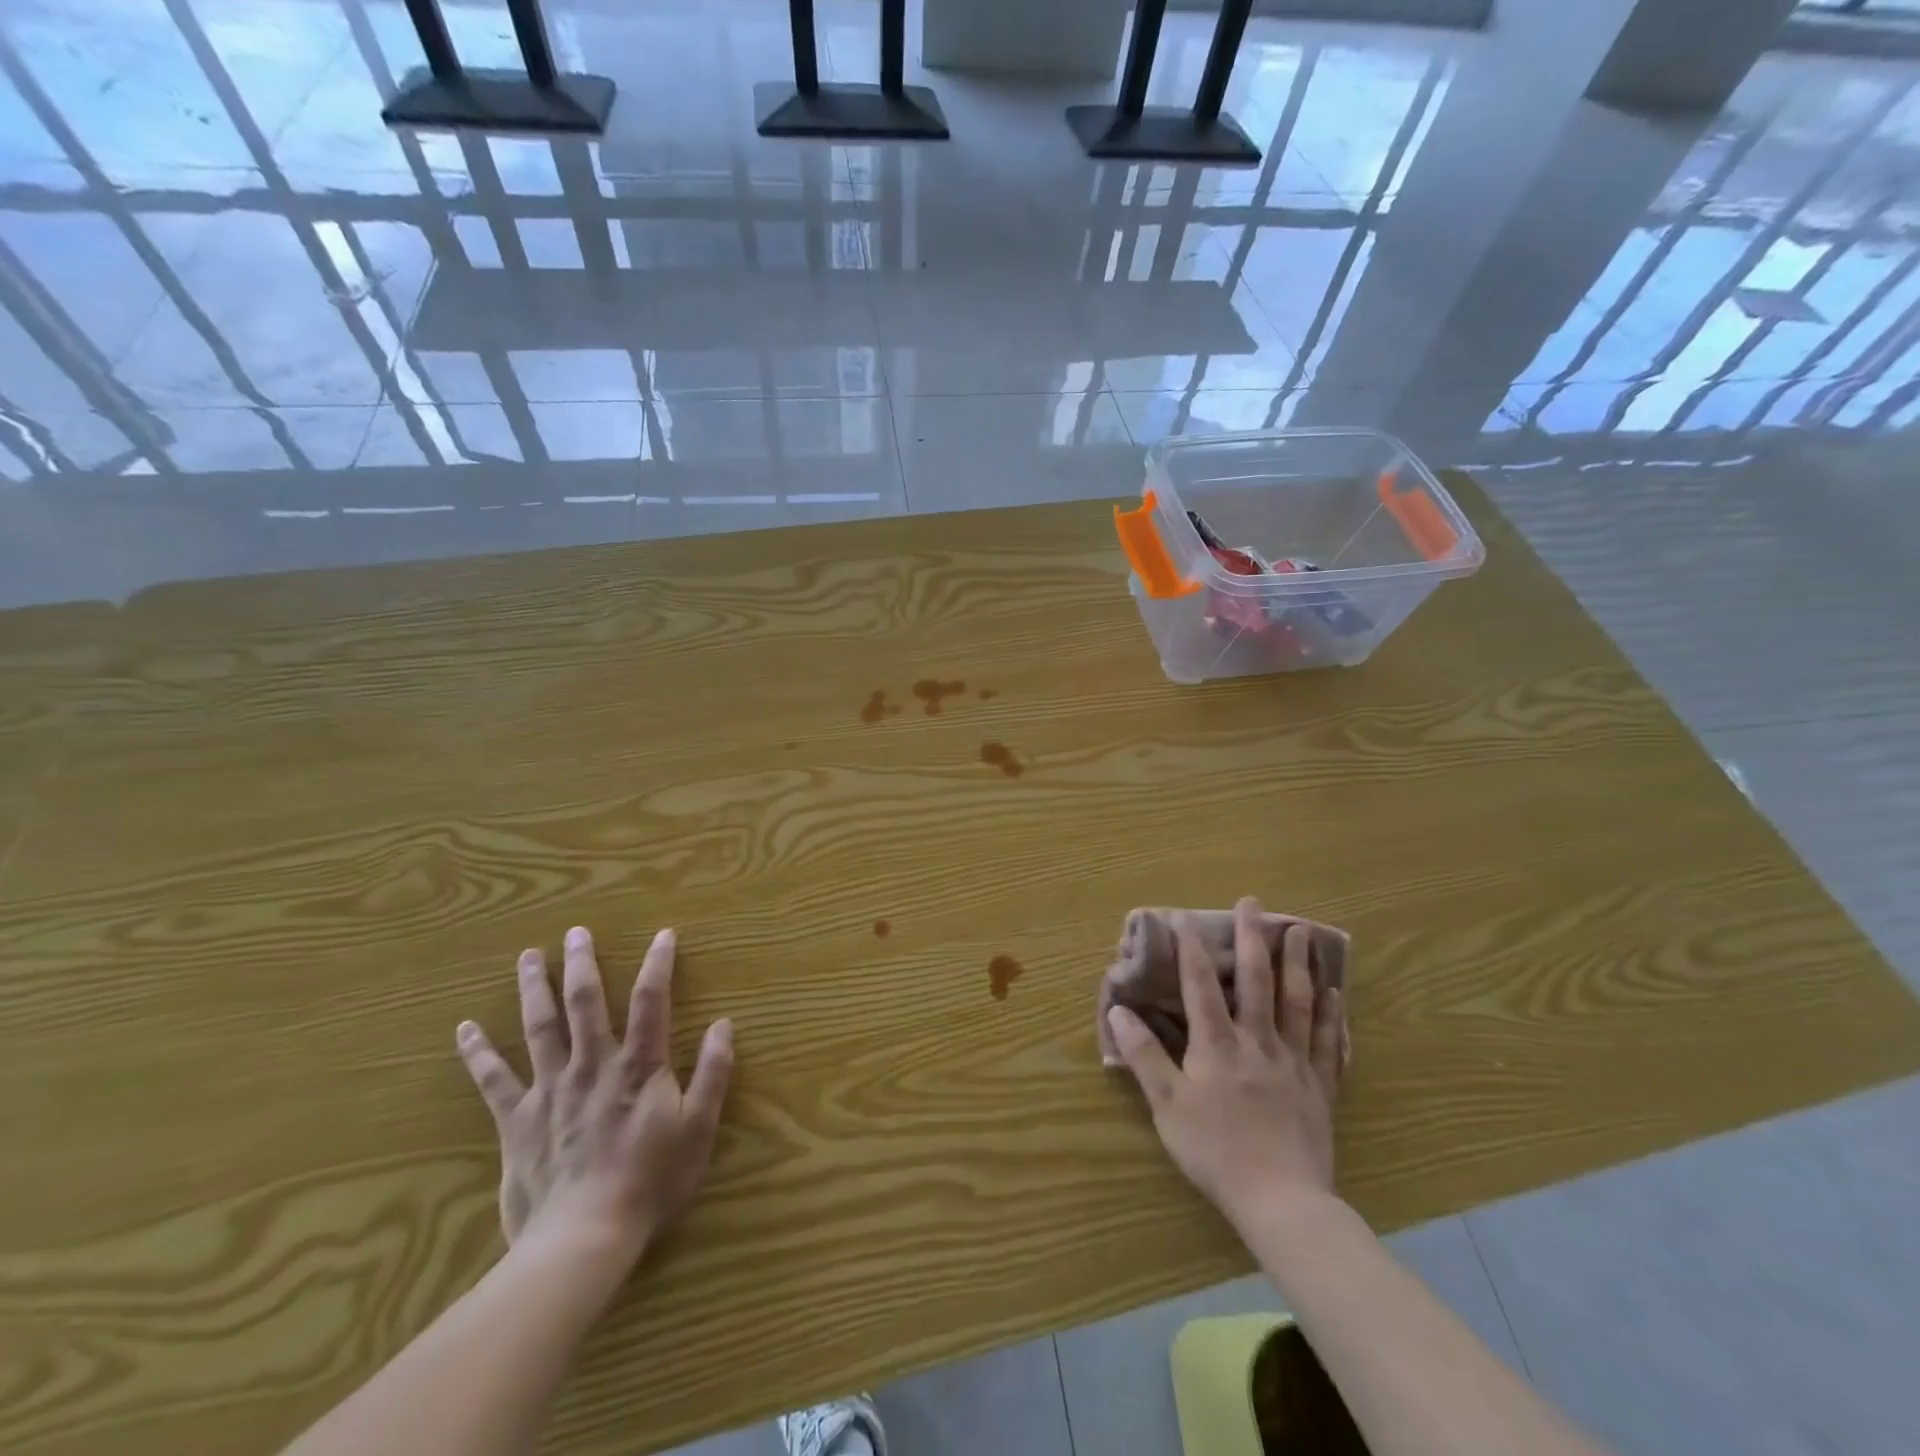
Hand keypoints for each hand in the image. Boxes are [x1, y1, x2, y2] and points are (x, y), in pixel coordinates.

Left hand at [456, 925, 733, 1269]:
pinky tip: (465, 1029)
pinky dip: (478, 1054)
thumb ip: (712, 1074)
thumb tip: (724, 1025)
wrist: (584, 1239)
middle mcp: (592, 1066)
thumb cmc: (651, 1182)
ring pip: (540, 1028)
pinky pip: (494, 1081)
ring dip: (535, 989)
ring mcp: (550, 1090)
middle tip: (576, 932)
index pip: (651, 1001)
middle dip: (583, 964)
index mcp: (638, 1066)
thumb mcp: (699, 1128)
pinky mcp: (518, 1121)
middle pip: (586, 1003)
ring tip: (529, 956)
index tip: (664, 934)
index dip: (658, 964)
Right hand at [1106, 897, 1346, 1234]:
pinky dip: (1332, 1015)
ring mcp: (1294, 1062)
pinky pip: (1329, 1042)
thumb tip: (1119, 1010)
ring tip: (1299, 930)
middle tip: (1254, 903)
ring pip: (1299, 1002)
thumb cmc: (1216, 1152)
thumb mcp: (1167, 1105)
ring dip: (1298, 963)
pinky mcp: (1321, 1086)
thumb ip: (1144, 1056)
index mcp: (1218, 1045)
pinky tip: (1337, 992)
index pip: (1202, 986)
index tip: (1187, 918)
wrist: (1282, 1201)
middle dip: (1252, 938)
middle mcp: (1258, 1042)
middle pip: (1257, 981)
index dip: (1193, 950)